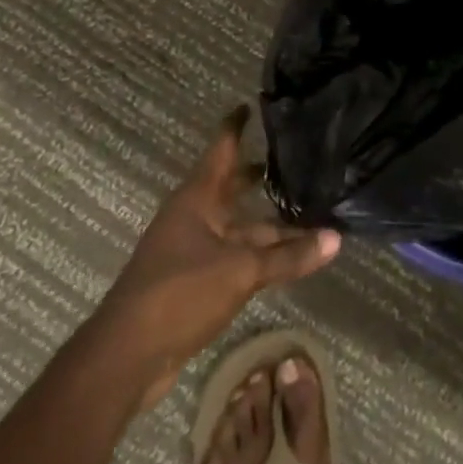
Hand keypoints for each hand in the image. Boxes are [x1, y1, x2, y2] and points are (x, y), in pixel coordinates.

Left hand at [91, 105, 340, 412]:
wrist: (125, 359)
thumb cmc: (179, 293)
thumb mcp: (241, 270)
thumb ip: (289, 256)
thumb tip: (337, 238)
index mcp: (197, 199)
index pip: (221, 149)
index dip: (236, 126)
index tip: (252, 104)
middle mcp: (194, 217)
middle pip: (233, 187)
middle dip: (261, 174)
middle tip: (298, 156)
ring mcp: (193, 250)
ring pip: (239, 226)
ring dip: (270, 221)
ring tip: (310, 209)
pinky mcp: (195, 281)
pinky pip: (237, 255)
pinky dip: (262, 252)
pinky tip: (289, 255)